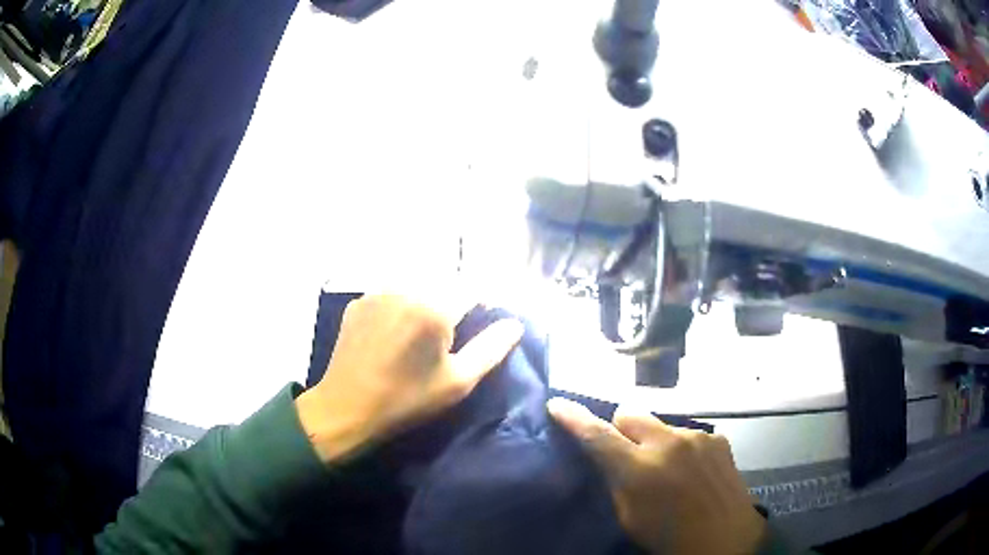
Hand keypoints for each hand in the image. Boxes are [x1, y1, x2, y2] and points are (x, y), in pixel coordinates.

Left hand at [296, 294, 523, 463]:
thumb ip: (491, 349)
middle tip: (448, 337)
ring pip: (415, 286)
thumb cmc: (407, 400)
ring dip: (425, 301)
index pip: (473, 288)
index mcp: (434, 307)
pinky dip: (400, 305)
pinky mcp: (359, 302)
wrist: (347, 408)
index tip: (482, 323)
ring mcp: (377, 292)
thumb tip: (515, 324)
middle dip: (453, 303)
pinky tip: (394, 333)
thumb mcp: (457, 381)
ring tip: (420, 335)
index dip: (483, 304)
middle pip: (443, 283)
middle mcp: (406, 288)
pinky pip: (390, 294)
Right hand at [547, 398, 765, 554]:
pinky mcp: (717, 438)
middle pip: (631, 413)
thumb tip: (608, 458)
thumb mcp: (628, 517)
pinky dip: (682, 448)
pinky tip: (692, 471)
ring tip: (667, 468)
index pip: (598, 435)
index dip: (574, 418)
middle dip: (622, 428)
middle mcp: (668, 443)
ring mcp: (697, 437)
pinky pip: (688, 435)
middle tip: (627, 452)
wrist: (725, 539)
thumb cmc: (668, 537)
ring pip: (661, 425)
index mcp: (640, 469)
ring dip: (655, 440)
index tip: (558, 405)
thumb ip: (616, 481)